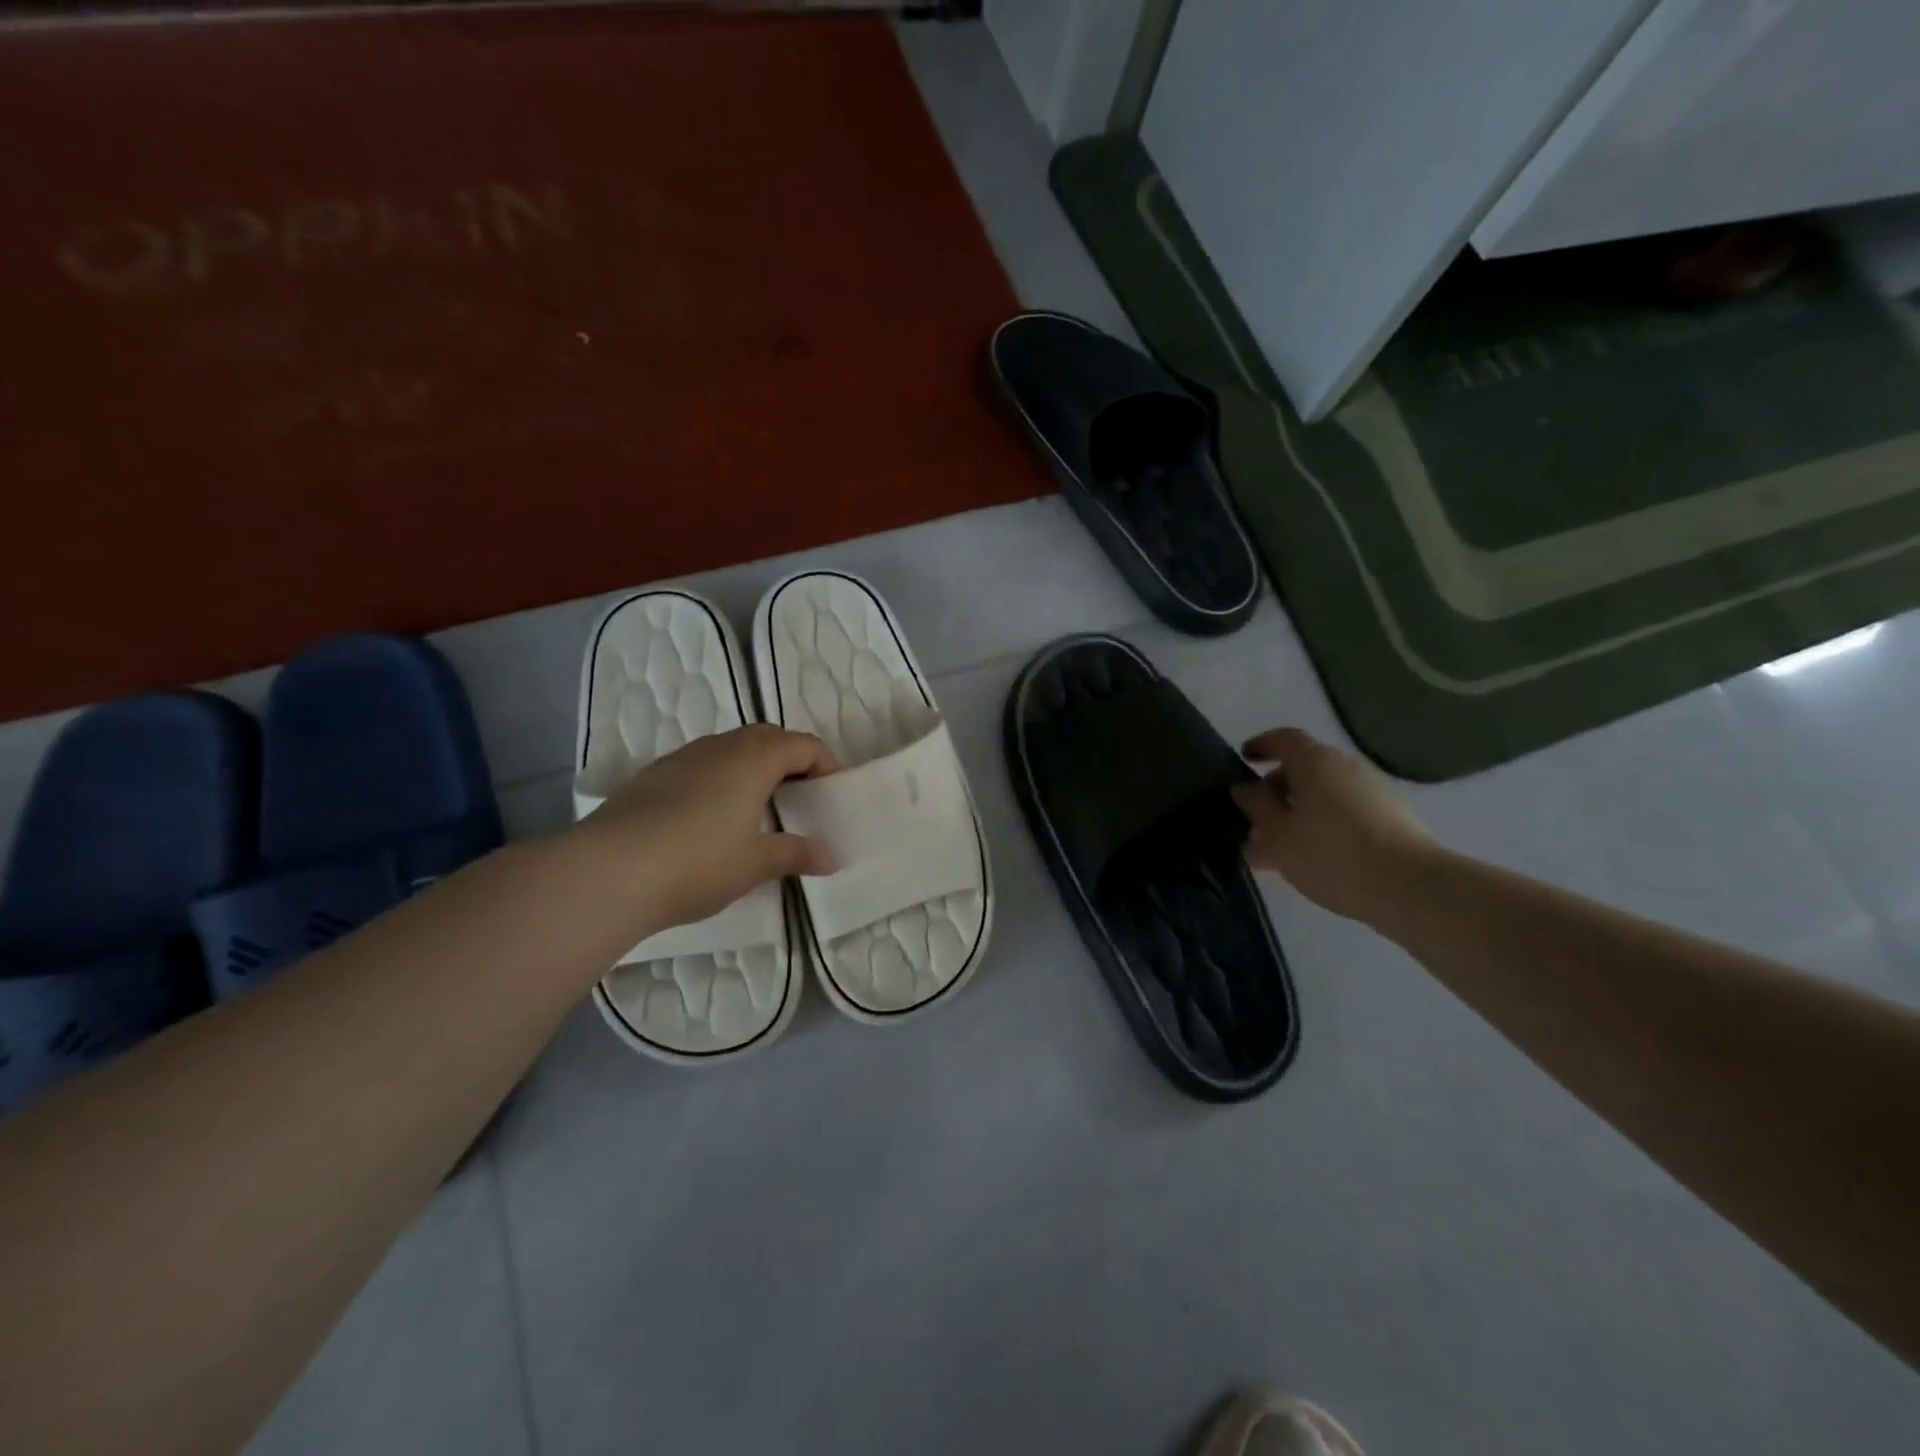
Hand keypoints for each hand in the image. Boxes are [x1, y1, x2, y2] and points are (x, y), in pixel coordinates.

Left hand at [573, 724, 838, 935]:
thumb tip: (830, 856)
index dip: (824, 763)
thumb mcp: (754, 863)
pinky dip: (720, 778)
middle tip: (801, 795)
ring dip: (753, 766)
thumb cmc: (697, 862)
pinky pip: (701, 764)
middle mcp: (720, 747)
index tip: (832, 792)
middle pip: (766, 737)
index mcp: (754, 759)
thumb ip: (795, 853)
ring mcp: (682, 758)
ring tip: (759, 806)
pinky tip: (711, 816)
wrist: (607, 871)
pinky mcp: (652, 776)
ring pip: (730, 748)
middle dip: (790, 759)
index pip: (802, 744)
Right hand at [1232, 727, 1435, 925]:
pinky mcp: (1389, 819)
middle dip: (1276, 790)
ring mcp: (1371, 792)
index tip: (1244, 759)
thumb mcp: (1278, 834)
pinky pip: (1342, 813)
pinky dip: (1320, 826)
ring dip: (1296, 814)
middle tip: (1254, 819)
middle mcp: (1345, 768)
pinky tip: (1308, 859)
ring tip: (1276, 849)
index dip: (1261, 745)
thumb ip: (1257, 807)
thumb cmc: (1331, 853)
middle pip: (1303, 769)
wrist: (1410, 887)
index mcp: (1315, 762)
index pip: (1284, 739)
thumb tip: (1245, 788)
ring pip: (1322, 795)